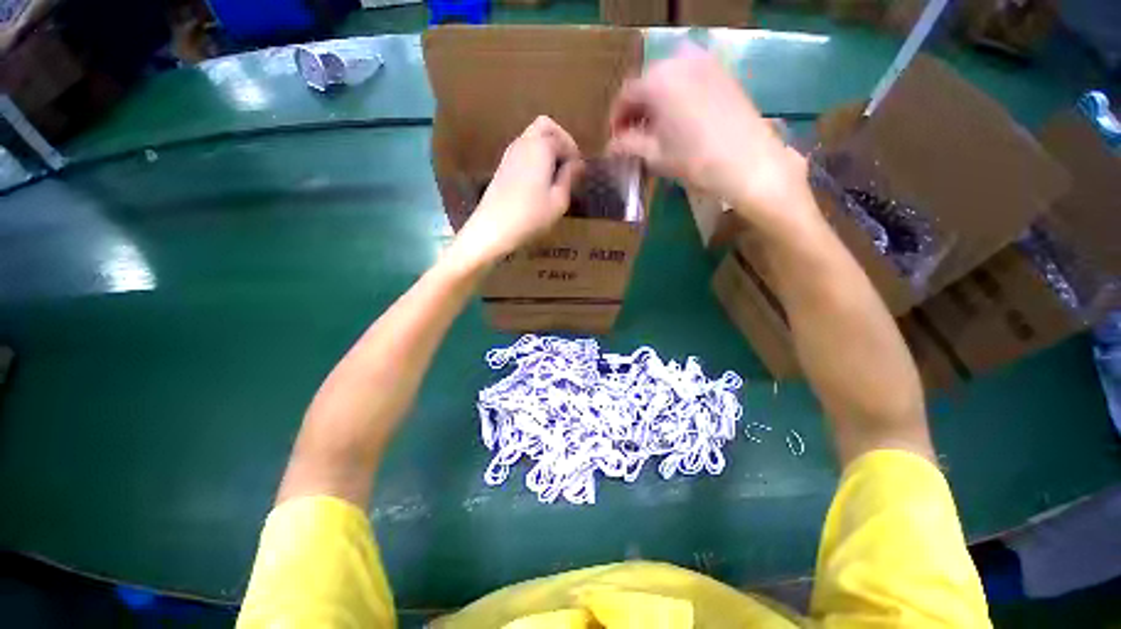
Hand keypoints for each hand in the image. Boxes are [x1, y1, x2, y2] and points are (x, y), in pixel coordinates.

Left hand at [445, 116, 583, 270]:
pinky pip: (523, 149)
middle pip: (545, 126)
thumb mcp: (558, 201)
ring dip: (546, 147)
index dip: (575, 154)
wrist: (493, 228)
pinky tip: (539, 180)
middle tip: (568, 163)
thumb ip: (569, 178)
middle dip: (560, 140)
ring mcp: (510, 153)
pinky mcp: (502, 166)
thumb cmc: (531, 216)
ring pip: (532, 136)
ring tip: (555, 174)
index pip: (563, 139)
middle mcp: (524, 143)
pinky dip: (535, 156)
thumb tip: (577, 164)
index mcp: (541, 148)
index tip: (580, 172)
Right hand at [608, 44, 811, 226]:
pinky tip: (677, 120)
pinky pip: (688, 79)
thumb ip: (627, 145)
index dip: (616, 119)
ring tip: (655, 130)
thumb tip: (610, 146)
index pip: (625, 95)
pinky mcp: (722, 72)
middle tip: (633, 137)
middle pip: (646, 83)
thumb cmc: (694, 160)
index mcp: (657, 81)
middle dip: (636, 110)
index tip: (615, 141)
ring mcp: (704, 63)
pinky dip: (676, 96)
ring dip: (655, 103)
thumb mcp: (654, 155)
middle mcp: (678, 62)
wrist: (748, 162)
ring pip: (667, 80)